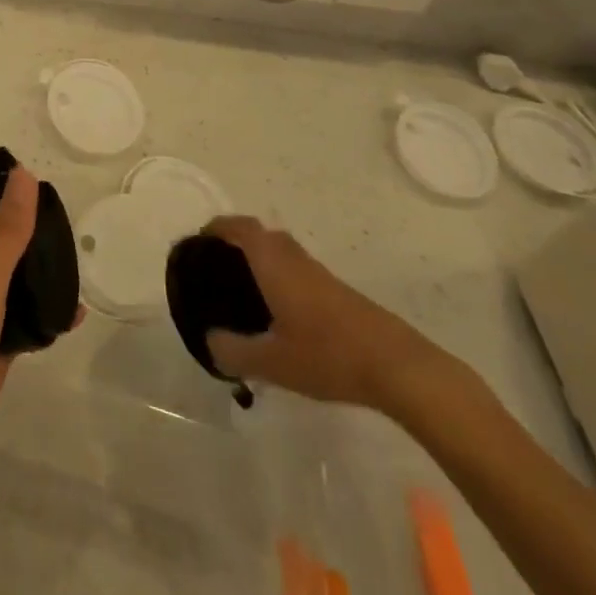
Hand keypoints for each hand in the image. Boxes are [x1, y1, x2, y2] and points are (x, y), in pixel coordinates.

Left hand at [0, 166, 74, 492]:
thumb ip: (6, 232)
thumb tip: (23, 174)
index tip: (29, 174)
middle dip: (25, 227)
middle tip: (64, 216)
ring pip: (13, 280)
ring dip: (39, 270)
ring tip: (75, 258)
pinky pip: (25, 320)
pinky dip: (47, 314)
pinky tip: (75, 314)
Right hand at [203, 216, 438, 410]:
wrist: (397, 366)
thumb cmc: (328, 355)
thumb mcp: (273, 362)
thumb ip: (234, 352)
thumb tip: (209, 342)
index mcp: (272, 261)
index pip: (239, 227)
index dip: (217, 228)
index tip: (198, 243)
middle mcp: (293, 257)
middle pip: (259, 234)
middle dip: (235, 243)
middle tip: (215, 268)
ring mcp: (318, 272)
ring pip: (279, 251)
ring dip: (259, 259)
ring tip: (242, 291)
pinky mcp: (336, 291)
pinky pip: (295, 269)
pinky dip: (278, 276)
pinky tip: (277, 312)